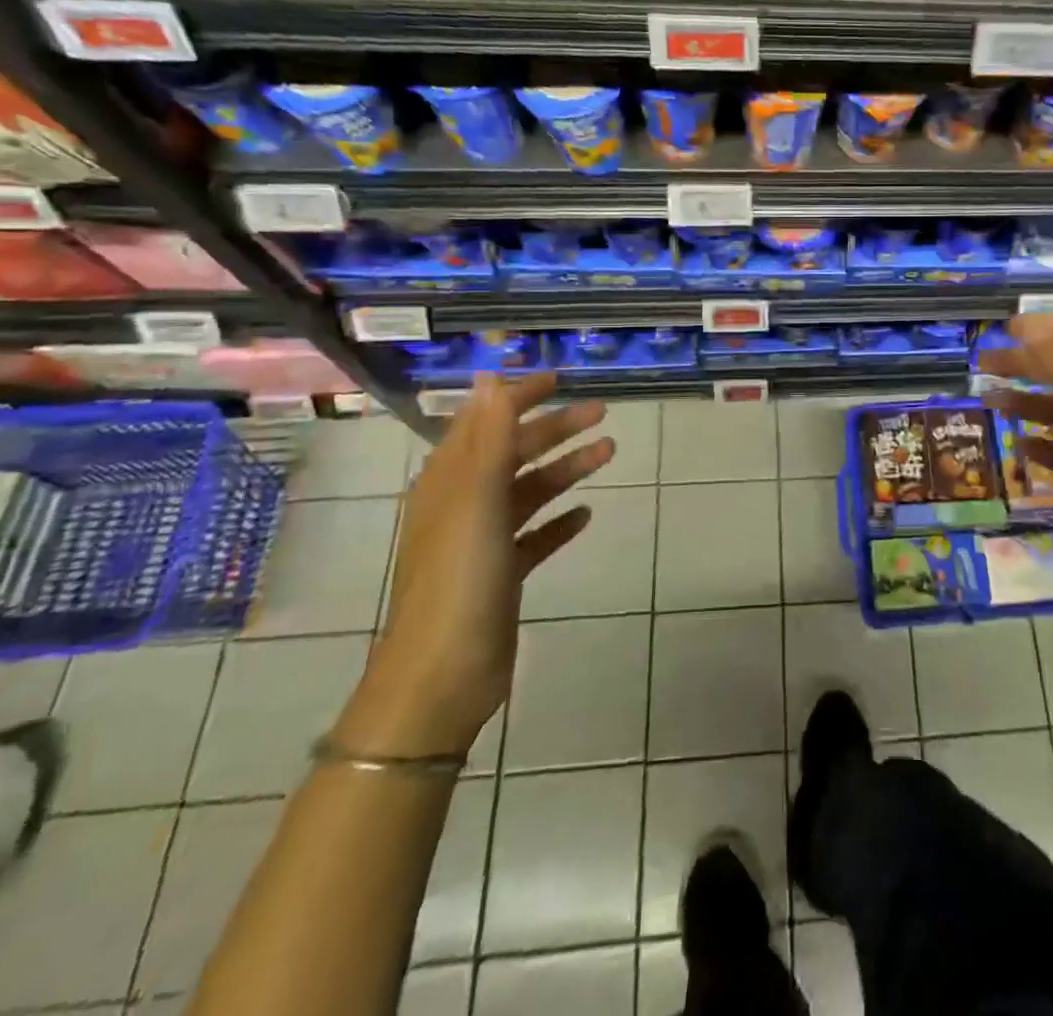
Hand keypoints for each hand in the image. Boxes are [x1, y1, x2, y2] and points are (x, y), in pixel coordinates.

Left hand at [340, 373, 613, 758]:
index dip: (519, 397)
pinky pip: (536, 535)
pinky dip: (559, 520)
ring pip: (530, 490)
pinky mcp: (502, 574)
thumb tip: (490, 377)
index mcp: (449, 481)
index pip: (485, 422)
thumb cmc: (459, 578)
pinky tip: (586, 514)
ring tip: (609, 452)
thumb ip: (489, 437)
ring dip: (566, 468)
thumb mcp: (476, 498)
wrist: (443, 675)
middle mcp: (464, 504)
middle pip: (514, 453)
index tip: (559, 377)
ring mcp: (483, 541)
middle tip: (601, 411)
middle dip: (555, 428)